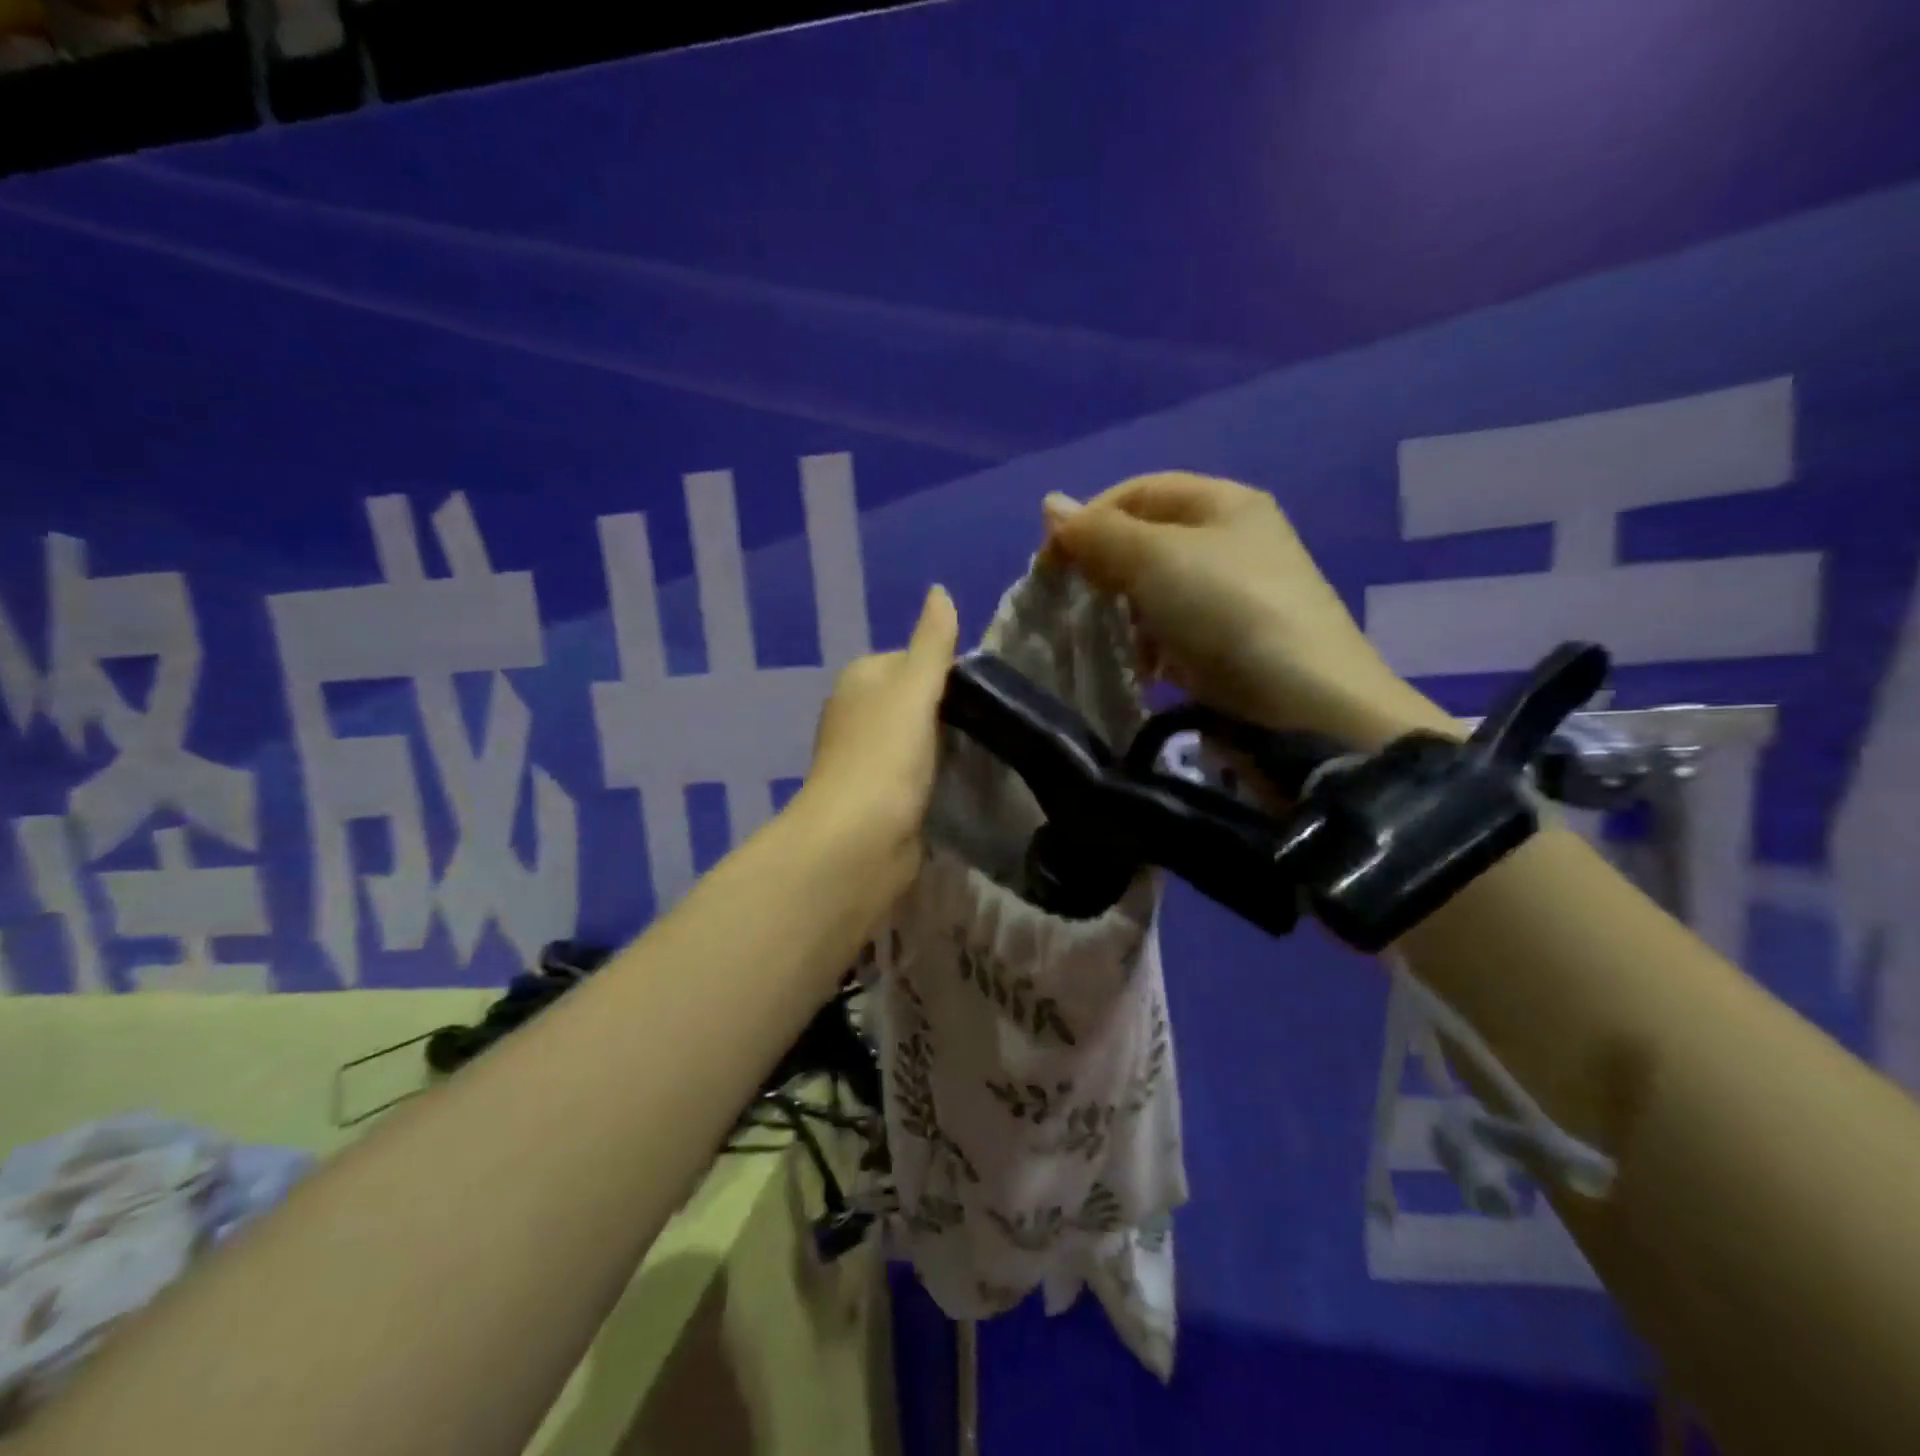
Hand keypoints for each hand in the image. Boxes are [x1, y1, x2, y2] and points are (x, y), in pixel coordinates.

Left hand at [797, 584, 959, 896]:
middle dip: (949, 709)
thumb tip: (939, 590)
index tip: (984, 690)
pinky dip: (937, 775)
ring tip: (987, 750)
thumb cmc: (886, 755)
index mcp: (860, 680)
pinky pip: (916, 773)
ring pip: (917, 738)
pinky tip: (963, 782)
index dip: (947, 670)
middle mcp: (857, 714)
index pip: (911, 659)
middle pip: (915, 700)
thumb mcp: (914, 688)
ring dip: (945, 744)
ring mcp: (867, 758)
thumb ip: (932, 643)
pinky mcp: (879, 797)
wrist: (859, 840)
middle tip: (993, 722)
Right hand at [1042, 473, 1448, 746]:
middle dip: (1103, 569)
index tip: (1051, 563)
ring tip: (1106, 640)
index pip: (1138, 492)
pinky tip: (1141, 668)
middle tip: (1074, 603)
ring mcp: (1233, 595)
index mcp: (1222, 503)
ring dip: (1122, 612)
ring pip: (1156, 591)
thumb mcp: (1156, 559)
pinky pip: (1173, 632)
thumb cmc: (1226, 610)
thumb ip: (1099, 533)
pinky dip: (1149, 645)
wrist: (1303, 704)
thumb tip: (1050, 505)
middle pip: (1146, 541)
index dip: (1089, 519)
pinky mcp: (1230, 644)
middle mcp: (1231, 541)